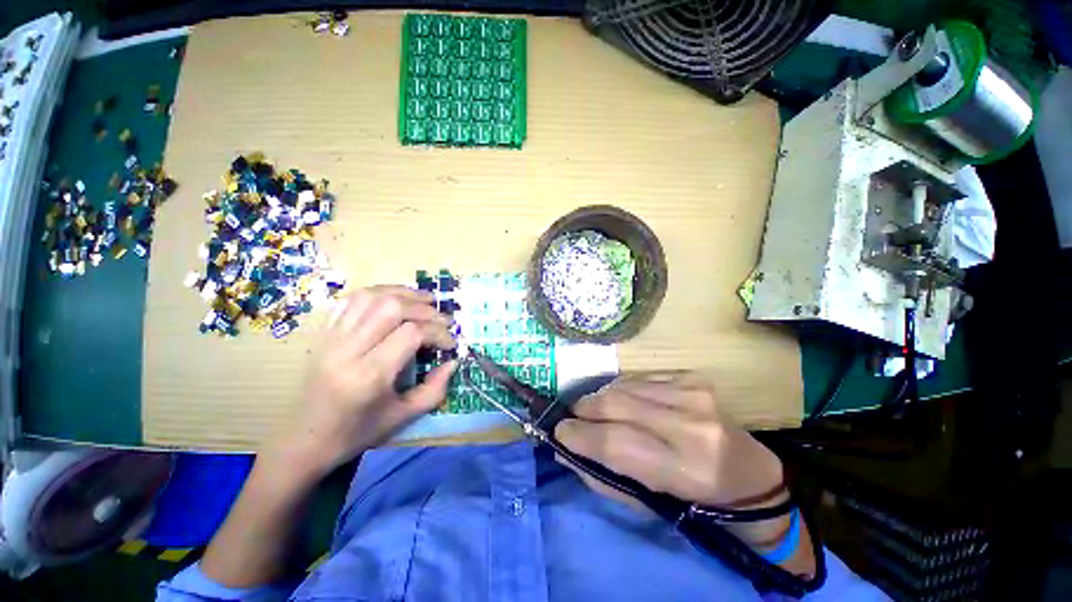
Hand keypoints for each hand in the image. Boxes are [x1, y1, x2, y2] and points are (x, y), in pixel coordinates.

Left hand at [281, 285, 456, 474]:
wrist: (305, 440)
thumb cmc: (358, 432)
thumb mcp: (403, 417)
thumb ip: (435, 389)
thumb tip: (454, 361)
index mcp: (369, 375)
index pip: (411, 334)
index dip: (438, 333)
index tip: (450, 344)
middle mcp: (347, 350)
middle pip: (391, 308)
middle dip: (424, 308)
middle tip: (442, 319)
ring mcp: (331, 338)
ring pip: (370, 297)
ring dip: (403, 293)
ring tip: (424, 300)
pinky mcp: (323, 333)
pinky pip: (351, 300)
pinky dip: (378, 292)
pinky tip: (394, 299)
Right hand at [554, 373, 784, 508]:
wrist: (748, 473)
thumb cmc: (695, 500)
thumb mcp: (647, 503)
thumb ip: (602, 476)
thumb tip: (564, 450)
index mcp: (685, 468)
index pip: (616, 442)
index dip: (579, 435)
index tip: (558, 432)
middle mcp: (690, 424)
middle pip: (616, 404)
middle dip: (584, 409)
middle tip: (573, 418)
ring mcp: (693, 393)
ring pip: (623, 386)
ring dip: (600, 398)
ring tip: (595, 411)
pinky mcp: (691, 378)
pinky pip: (639, 377)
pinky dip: (620, 389)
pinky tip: (622, 401)